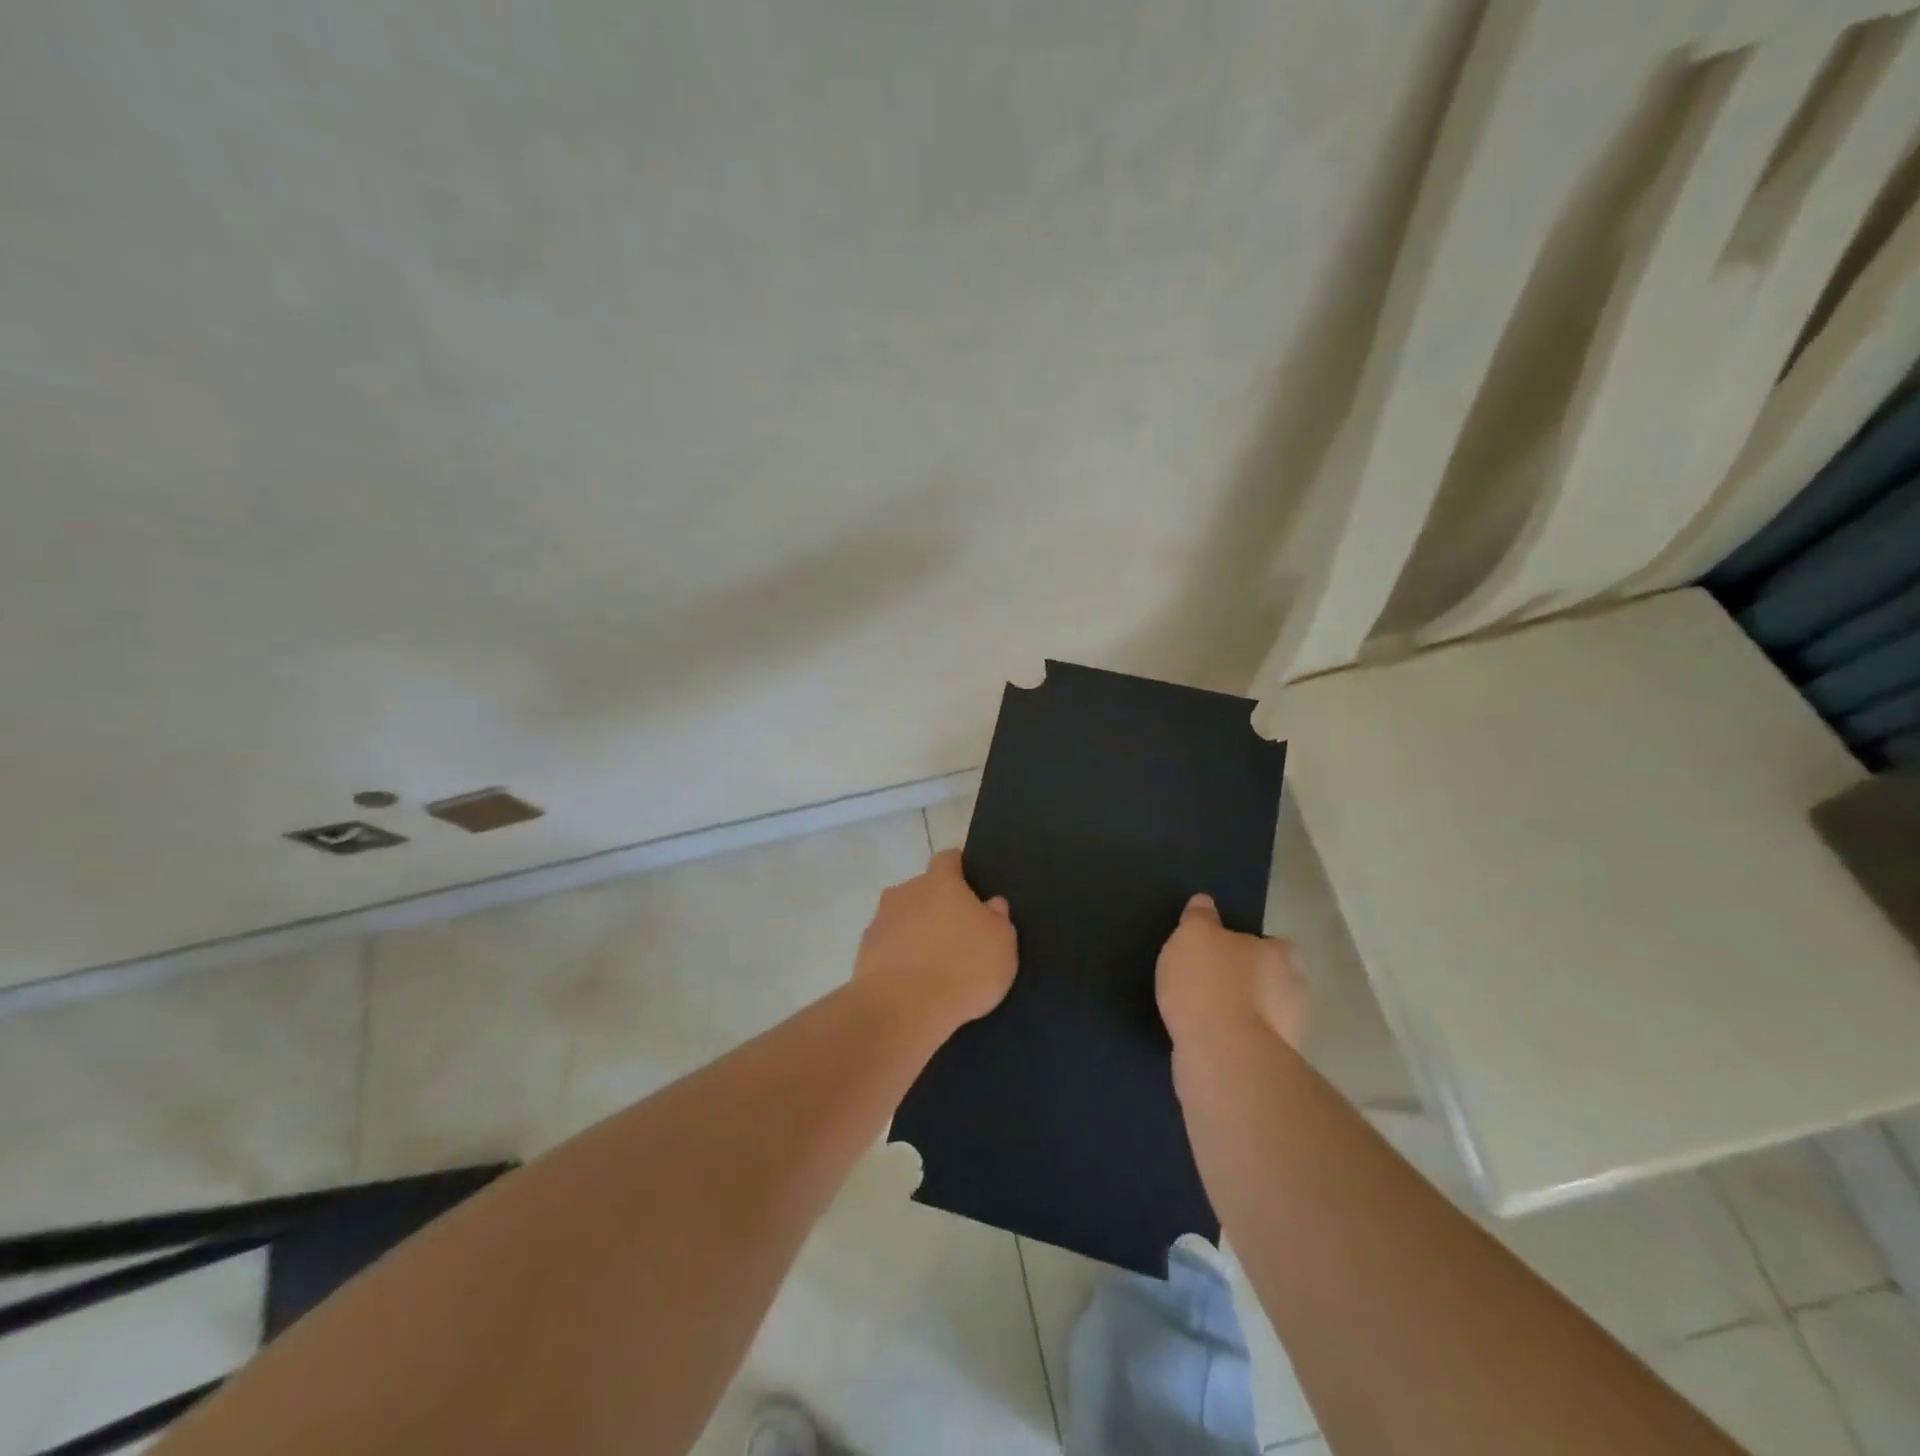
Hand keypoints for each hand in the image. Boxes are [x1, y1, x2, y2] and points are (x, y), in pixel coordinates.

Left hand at [854, 849, 1017, 1031]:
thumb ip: (998, 918)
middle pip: (923, 890)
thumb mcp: (1001, 944)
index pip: (948, 859)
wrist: (903, 1009)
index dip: (958, 867)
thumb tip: (992, 904)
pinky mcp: (864, 951)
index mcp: (940, 882)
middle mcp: (905, 892)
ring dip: (916, 932)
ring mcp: (880, 921)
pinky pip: (888, 946)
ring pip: (903, 918)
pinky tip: (913, 981)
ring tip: (933, 963)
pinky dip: (899, 957)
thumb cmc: (962, 968)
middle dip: (937, 906)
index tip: (968, 882)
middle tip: (956, 933)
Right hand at [1156, 894, 1307, 1050]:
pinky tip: (1207, 1039)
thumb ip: (1199, 917)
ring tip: (1203, 1014)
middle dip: (1248, 982)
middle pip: (1271, 980)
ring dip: (1241, 1014)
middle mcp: (1296, 991)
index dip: (1247, 947)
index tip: (1221, 953)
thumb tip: (1205, 902)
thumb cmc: (1210, 982)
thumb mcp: (1193, 935)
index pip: (1272, 944)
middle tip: (1210, 982)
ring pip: (1263, 1014)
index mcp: (1283, 954)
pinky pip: (1249, 1043)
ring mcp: (1289, 1033)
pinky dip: (1233, 1040)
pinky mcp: (1273, 1066)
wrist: (1222, 1055)